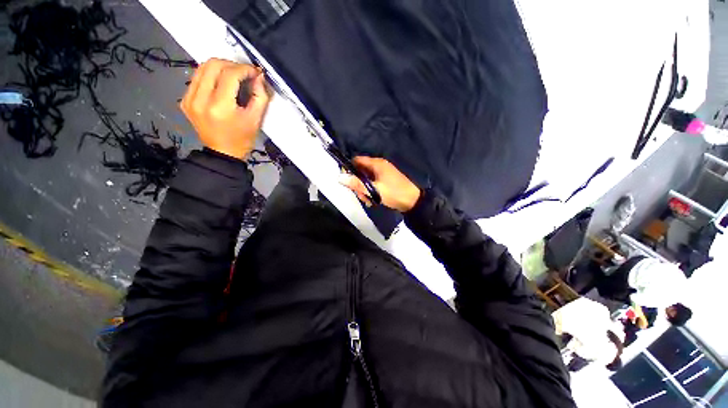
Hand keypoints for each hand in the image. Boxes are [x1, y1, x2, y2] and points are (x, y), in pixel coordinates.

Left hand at [180, 58, 270, 158]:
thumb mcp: (256, 119)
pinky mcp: (184, 100)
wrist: (223, 153)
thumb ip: (260, 96)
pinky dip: (211, 76)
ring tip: (233, 76)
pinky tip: (221, 84)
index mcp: (219, 107)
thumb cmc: (242, 139)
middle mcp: (199, 100)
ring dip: (220, 67)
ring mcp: (189, 99)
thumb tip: (258, 76)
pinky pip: (197, 78)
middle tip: (244, 73)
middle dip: (231, 64)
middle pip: (212, 65)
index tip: (255, 72)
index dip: (244, 69)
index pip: (229, 75)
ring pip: (202, 68)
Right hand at [340, 157, 420, 211]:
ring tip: (368, 200)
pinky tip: (372, 201)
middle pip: (360, 171)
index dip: (349, 169)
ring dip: (364, 190)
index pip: (357, 160)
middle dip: (357, 184)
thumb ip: (357, 184)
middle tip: (361, 195)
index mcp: (376, 164)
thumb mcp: (374, 190)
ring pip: (365, 180)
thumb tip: (340, 178)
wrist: (413, 202)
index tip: (346, 181)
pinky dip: (370, 192)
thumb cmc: (394, 193)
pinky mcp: (384, 182)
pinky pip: (372, 184)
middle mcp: (378, 166)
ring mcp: (382, 174)